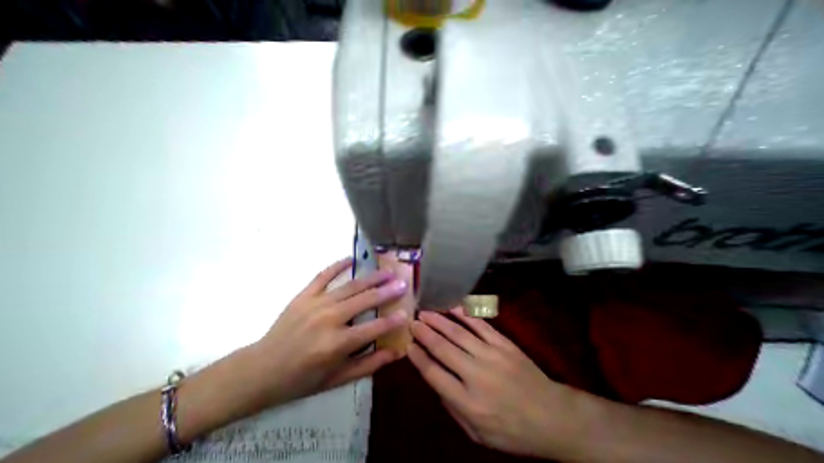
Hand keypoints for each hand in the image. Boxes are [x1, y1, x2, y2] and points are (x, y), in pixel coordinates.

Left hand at [244, 261, 411, 407]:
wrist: (260, 370)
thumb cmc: (301, 379)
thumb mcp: (337, 379)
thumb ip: (368, 365)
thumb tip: (395, 353)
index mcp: (336, 344)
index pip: (373, 329)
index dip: (392, 321)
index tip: (406, 312)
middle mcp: (328, 320)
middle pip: (364, 300)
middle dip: (387, 291)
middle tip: (403, 283)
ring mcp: (315, 303)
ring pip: (350, 286)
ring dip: (371, 278)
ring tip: (387, 271)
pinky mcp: (304, 295)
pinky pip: (324, 275)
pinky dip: (338, 265)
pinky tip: (352, 259)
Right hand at [410, 307, 592, 459]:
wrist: (552, 416)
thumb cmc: (511, 430)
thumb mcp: (477, 433)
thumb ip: (452, 406)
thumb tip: (434, 378)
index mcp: (468, 402)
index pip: (434, 374)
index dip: (418, 357)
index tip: (408, 345)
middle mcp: (476, 375)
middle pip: (443, 348)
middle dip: (424, 333)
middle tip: (412, 322)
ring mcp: (491, 355)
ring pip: (458, 333)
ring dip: (439, 321)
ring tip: (425, 312)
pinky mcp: (503, 344)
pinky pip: (480, 325)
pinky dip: (465, 315)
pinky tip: (453, 307)